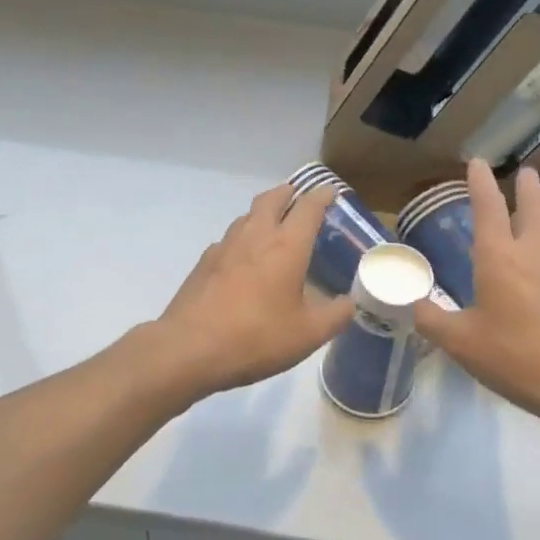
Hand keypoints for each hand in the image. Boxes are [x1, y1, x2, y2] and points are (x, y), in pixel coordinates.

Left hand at [154, 183, 354, 397]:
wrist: (190, 348)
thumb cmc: (256, 337)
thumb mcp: (308, 334)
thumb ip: (335, 315)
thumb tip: (349, 303)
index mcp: (286, 246)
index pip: (308, 207)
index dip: (321, 196)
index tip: (330, 191)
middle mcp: (255, 236)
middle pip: (272, 199)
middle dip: (288, 193)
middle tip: (299, 197)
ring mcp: (225, 246)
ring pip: (247, 216)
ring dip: (263, 212)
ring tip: (274, 225)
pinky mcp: (204, 263)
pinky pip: (229, 239)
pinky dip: (243, 238)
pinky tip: (244, 259)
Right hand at [414, 161, 539, 430]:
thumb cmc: (517, 357)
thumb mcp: (461, 343)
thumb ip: (432, 320)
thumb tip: (412, 304)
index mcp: (500, 258)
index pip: (488, 208)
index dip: (480, 184)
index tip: (478, 163)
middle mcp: (535, 252)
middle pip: (533, 208)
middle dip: (526, 188)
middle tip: (526, 173)